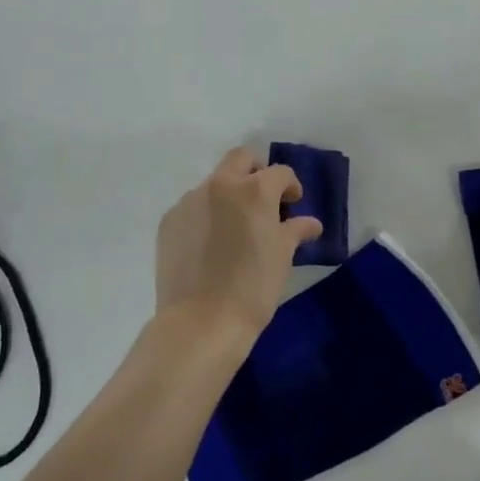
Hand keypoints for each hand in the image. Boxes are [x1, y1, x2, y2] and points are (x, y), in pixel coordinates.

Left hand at [155, 147, 320, 339]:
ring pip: (213, 183)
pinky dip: (206, 215)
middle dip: (256, 171)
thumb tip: (310, 223)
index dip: (290, 186)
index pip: (279, 172)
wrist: (201, 321)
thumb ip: (295, 231)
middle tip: (265, 198)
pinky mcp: (169, 221)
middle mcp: (220, 186)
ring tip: (235, 227)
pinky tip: (211, 244)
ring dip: (228, 195)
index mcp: (254, 190)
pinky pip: (193, 207)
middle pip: (240, 159)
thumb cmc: (253, 287)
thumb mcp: (282, 257)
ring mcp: (189, 201)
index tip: (293, 204)